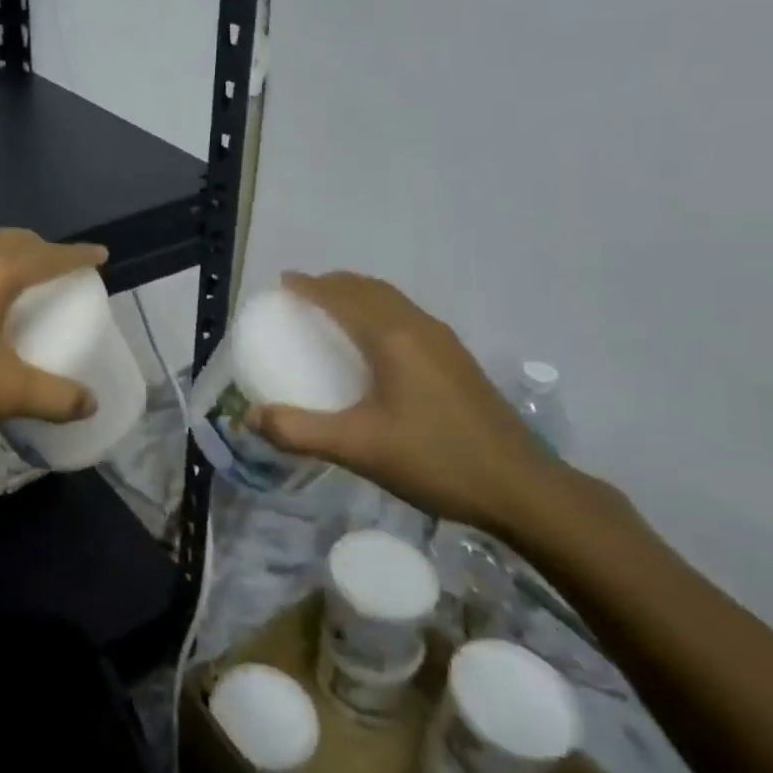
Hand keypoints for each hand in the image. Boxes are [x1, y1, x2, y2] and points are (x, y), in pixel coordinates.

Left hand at [0, 229, 106, 434]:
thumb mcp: (2, 392)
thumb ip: (53, 397)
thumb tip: (90, 402)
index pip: (48, 255)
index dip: (78, 255)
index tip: (100, 255)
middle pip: (14, 240)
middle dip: (42, 248)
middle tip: (60, 267)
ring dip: (7, 252)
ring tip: (17, 274)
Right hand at [249, 272, 573, 539]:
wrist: (522, 489)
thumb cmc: (435, 460)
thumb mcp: (358, 448)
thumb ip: (299, 431)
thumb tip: (250, 417)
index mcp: (392, 337)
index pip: (342, 295)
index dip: (309, 285)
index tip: (281, 283)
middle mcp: (419, 327)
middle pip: (368, 288)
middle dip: (331, 285)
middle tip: (300, 297)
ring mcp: (443, 342)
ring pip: (391, 300)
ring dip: (357, 296)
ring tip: (331, 313)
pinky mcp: (457, 360)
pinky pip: (406, 316)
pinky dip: (378, 312)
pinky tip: (373, 347)